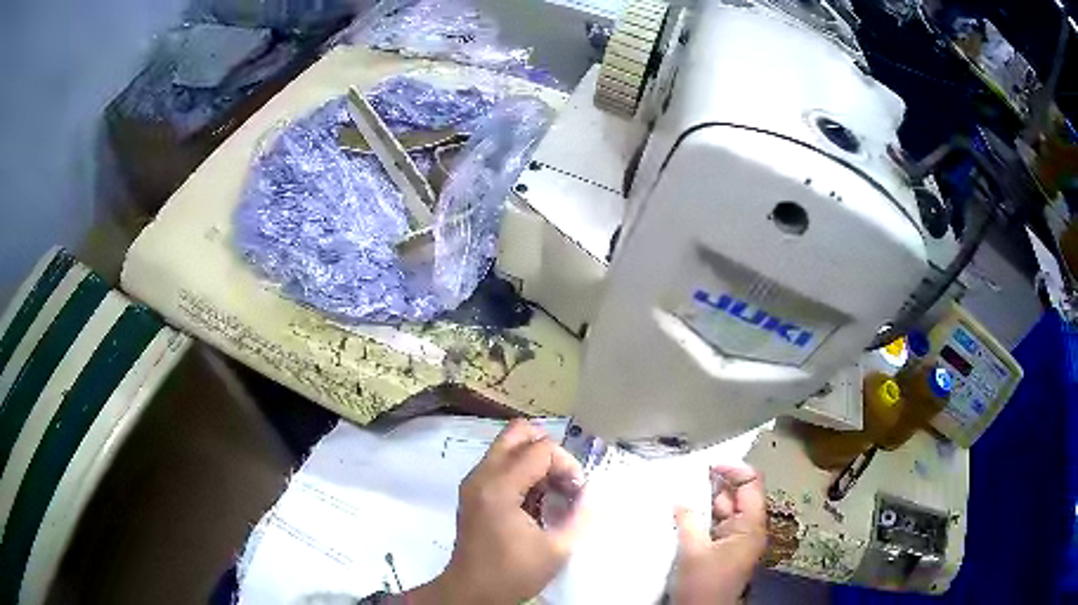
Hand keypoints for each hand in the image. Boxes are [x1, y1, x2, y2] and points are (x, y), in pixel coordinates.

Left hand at [408, 419, 586, 604]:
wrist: (471, 592)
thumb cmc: (511, 573)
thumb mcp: (556, 550)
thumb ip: (580, 516)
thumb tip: (592, 493)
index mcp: (499, 487)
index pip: (541, 449)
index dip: (567, 464)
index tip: (577, 493)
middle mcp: (481, 476)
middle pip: (518, 432)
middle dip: (548, 450)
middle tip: (563, 479)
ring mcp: (474, 482)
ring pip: (509, 446)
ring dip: (536, 461)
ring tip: (552, 492)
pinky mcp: (473, 492)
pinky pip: (501, 463)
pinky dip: (523, 472)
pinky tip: (536, 501)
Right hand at [672, 465, 766, 604]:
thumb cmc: (703, 585)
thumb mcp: (693, 552)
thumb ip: (688, 521)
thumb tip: (679, 499)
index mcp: (750, 526)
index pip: (751, 485)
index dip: (733, 470)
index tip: (709, 465)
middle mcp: (747, 529)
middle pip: (737, 496)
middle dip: (714, 484)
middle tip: (687, 474)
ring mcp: (735, 539)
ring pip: (723, 510)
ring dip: (705, 501)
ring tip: (680, 488)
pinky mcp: (722, 549)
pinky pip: (715, 524)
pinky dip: (701, 516)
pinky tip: (682, 510)